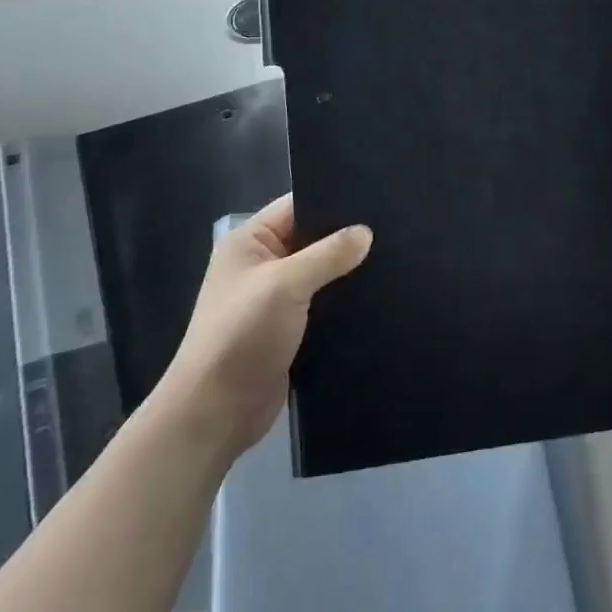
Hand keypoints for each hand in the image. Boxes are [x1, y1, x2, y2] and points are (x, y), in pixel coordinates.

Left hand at [159, 195, 371, 455]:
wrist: (216, 413)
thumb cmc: (242, 336)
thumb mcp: (284, 285)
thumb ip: (328, 255)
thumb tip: (366, 232)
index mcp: (250, 241)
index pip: (297, 206)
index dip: (333, 201)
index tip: (376, 198)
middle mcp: (262, 264)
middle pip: (312, 239)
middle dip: (346, 238)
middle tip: (395, 229)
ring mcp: (275, 298)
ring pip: (320, 273)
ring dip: (347, 272)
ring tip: (395, 259)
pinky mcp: (289, 329)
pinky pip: (322, 304)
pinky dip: (343, 301)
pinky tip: (379, 296)